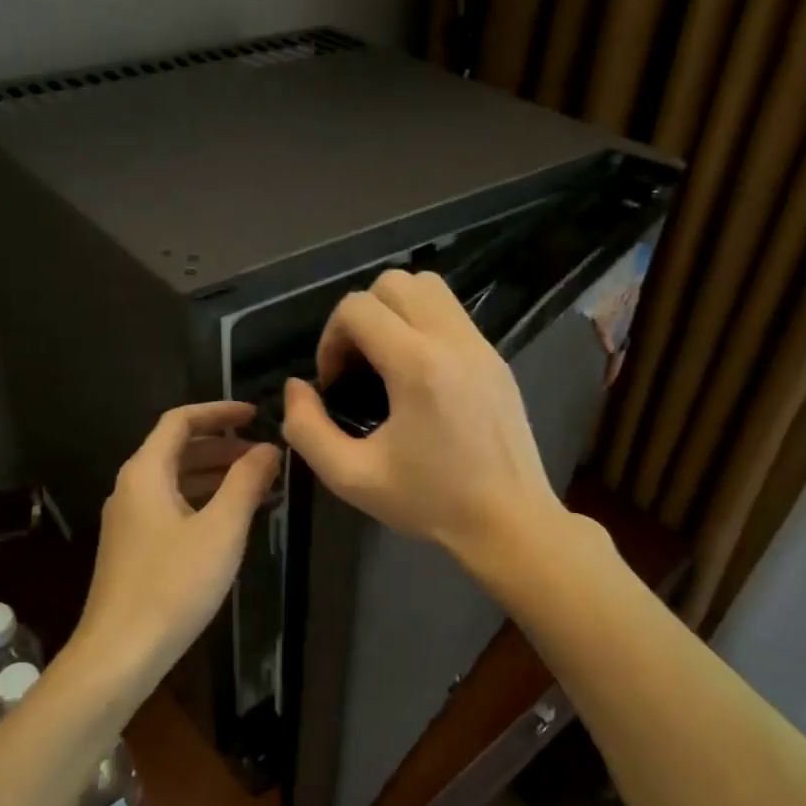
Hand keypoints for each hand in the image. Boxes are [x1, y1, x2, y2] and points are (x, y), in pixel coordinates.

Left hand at [71, 400, 280, 694]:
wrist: (120, 652)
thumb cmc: (174, 585)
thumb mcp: (221, 529)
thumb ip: (246, 482)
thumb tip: (268, 449)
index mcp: (145, 473)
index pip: (180, 421)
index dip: (219, 412)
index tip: (256, 414)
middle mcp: (130, 488)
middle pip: (176, 449)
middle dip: (221, 446)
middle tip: (264, 454)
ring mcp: (128, 520)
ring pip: (174, 480)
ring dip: (214, 475)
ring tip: (256, 484)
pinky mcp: (132, 548)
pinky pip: (170, 506)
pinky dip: (201, 501)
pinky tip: (228, 522)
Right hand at [281, 270, 562, 561]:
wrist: (509, 521)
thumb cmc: (430, 502)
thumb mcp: (352, 477)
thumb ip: (307, 430)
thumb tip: (296, 388)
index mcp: (417, 365)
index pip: (358, 308)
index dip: (330, 339)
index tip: (334, 385)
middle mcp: (452, 340)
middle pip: (392, 284)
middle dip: (360, 318)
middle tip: (356, 367)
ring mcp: (480, 345)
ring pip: (427, 287)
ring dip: (393, 312)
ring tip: (384, 361)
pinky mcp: (496, 357)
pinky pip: (451, 313)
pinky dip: (422, 325)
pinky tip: (417, 375)